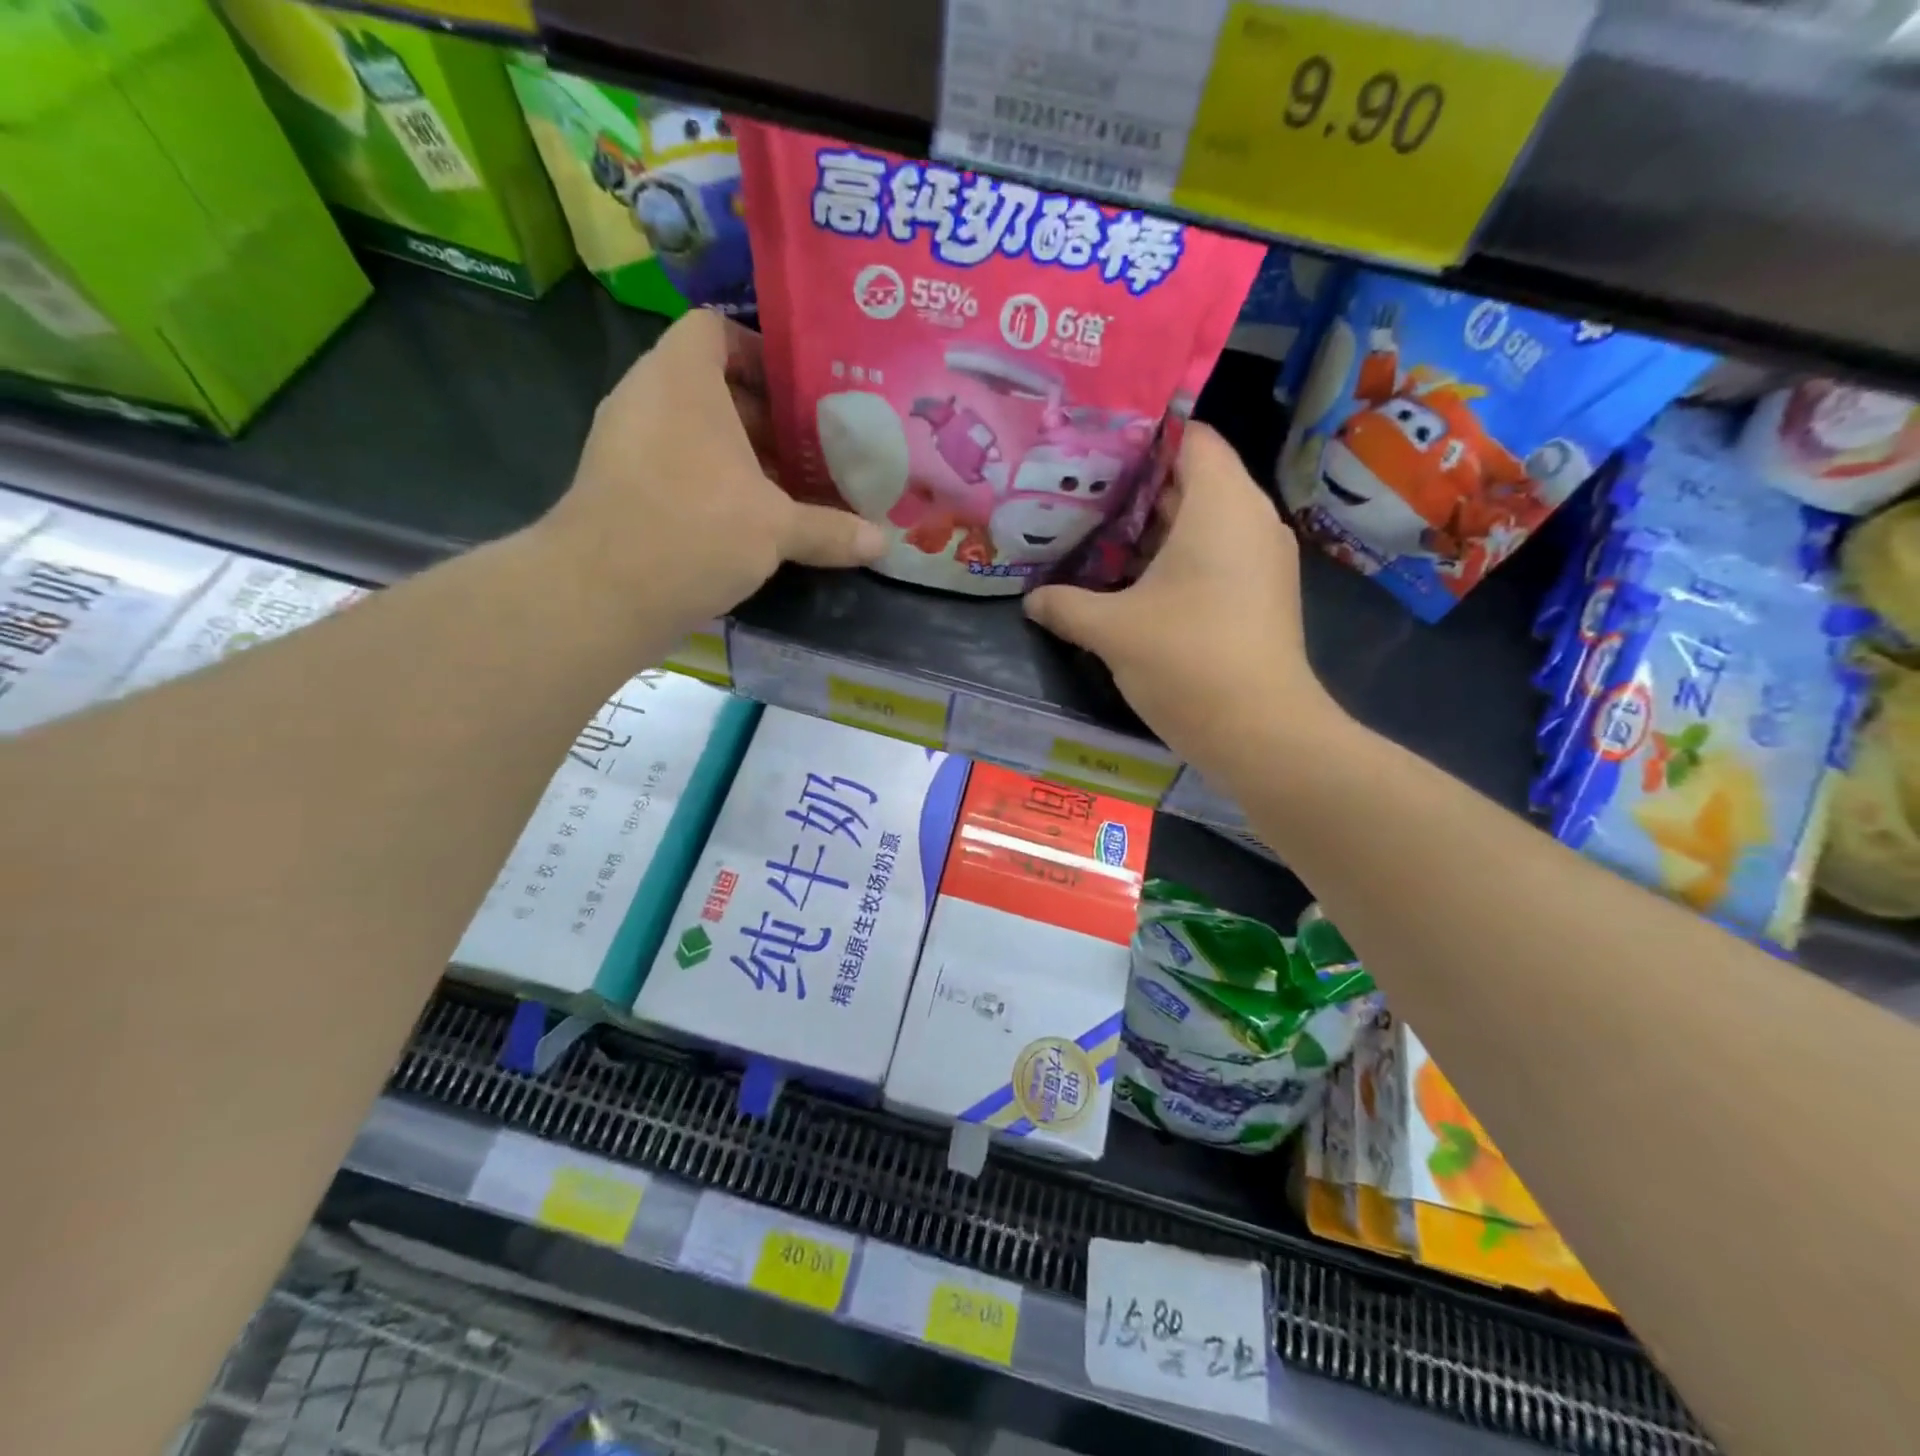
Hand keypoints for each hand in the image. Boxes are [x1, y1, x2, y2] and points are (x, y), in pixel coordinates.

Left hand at [539, 310, 884, 631]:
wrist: (602, 593)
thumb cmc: (696, 529)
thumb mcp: (776, 529)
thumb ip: (830, 530)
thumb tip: (882, 544)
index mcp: (681, 378)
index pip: (715, 329)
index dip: (760, 352)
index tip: (801, 392)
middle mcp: (647, 397)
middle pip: (711, 387)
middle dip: (764, 417)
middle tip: (812, 447)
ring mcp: (626, 442)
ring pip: (693, 432)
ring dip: (740, 456)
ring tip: (790, 488)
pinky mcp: (619, 486)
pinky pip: (674, 465)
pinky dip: (711, 482)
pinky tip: (750, 522)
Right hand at [1024, 423, 1344, 775]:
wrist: (1261, 732)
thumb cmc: (1186, 660)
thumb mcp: (1111, 630)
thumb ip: (1065, 606)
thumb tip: (1032, 601)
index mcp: (1221, 504)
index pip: (1190, 437)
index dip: (1143, 438)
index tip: (1095, 455)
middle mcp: (1250, 519)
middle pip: (1193, 480)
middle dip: (1138, 488)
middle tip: (1082, 498)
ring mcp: (1263, 558)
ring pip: (1204, 522)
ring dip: (1155, 530)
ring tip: (1099, 539)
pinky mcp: (1263, 594)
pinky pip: (1218, 555)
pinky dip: (1179, 559)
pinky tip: (1135, 585)